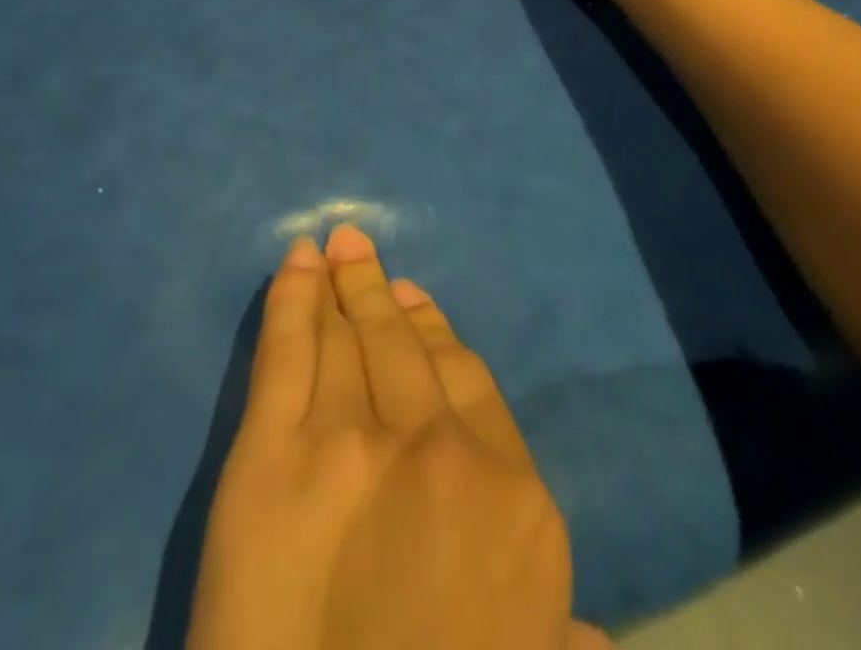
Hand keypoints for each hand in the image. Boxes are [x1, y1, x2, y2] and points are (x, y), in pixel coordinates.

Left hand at [188, 225, 608, 649]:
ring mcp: (352, 439)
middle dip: (381, 293)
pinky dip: (289, 298)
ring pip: (349, 338)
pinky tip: (293, 262)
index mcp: (513, 496)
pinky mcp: (272, 452)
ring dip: (340, 285)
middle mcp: (438, 447)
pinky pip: (286, 351)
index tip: (419, 303)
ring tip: (333, 249)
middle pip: (406, 347)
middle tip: (361, 250)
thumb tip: (588, 634)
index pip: (470, 382)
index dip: (440, 334)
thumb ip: (560, 635)